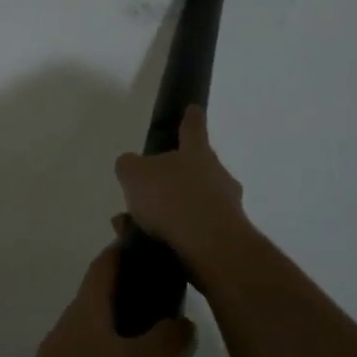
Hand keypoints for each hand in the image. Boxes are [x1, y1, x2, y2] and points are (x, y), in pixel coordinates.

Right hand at [114, 106, 256, 279]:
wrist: (211, 248)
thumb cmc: (172, 199)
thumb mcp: (134, 174)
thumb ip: (129, 166)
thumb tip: (131, 165)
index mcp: (197, 153)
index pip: (193, 128)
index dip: (190, 118)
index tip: (193, 108)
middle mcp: (217, 176)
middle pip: (196, 169)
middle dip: (174, 177)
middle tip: (149, 188)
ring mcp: (226, 207)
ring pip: (193, 202)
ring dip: (169, 211)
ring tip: (137, 225)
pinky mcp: (227, 238)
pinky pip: (194, 230)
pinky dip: (173, 234)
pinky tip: (148, 244)